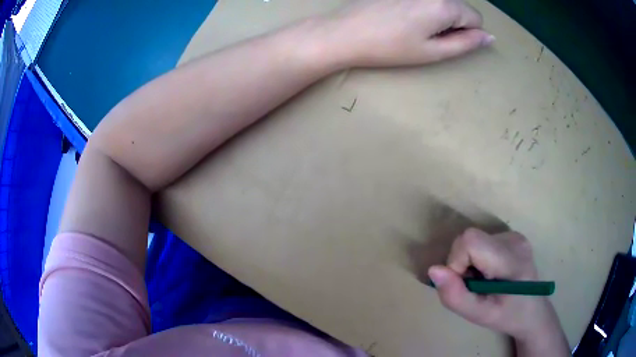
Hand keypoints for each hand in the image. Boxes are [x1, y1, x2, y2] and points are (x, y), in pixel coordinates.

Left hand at [331, 0, 494, 66]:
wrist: (345, 32)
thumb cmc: (390, 47)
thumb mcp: (433, 52)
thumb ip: (466, 43)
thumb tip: (489, 37)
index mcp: (444, 5)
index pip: (476, 17)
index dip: (467, 33)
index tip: (444, 41)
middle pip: (460, 6)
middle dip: (454, 21)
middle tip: (426, 34)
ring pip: (442, 0)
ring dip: (438, 13)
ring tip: (412, 25)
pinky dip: (422, 5)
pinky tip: (402, 14)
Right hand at [427, 229, 568, 352]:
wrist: (532, 311)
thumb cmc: (507, 316)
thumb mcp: (479, 315)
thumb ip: (455, 296)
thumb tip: (433, 270)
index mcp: (511, 259)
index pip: (470, 241)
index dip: (456, 262)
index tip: (463, 284)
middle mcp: (514, 239)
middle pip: (470, 239)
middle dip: (461, 264)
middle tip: (474, 286)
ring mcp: (514, 235)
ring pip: (474, 240)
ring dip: (468, 263)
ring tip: (483, 282)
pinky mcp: (511, 236)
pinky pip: (482, 242)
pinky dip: (477, 258)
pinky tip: (489, 273)